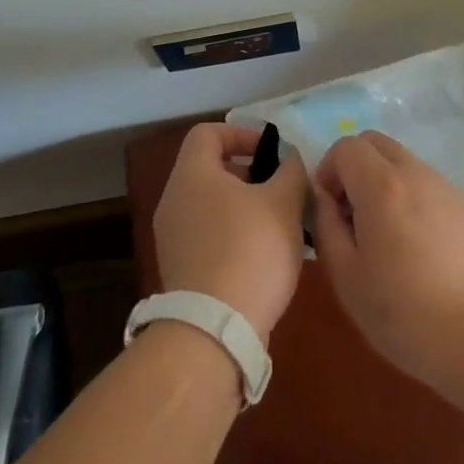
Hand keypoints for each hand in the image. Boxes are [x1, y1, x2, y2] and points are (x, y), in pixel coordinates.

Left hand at [153, 123, 308, 341]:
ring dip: (246, 207)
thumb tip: (290, 159)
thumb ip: (290, 171)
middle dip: (249, 174)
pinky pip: (209, 236)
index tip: (271, 151)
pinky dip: (235, 235)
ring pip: (212, 205)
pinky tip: (265, 256)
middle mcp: (174, 200)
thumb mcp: (284, 202)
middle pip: (210, 169)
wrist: (215, 330)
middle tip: (281, 189)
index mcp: (192, 174)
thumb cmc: (251, 250)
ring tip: (281, 224)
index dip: (241, 134)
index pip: (208, 133)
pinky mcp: (180, 270)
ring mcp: (173, 238)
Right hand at [313, 131, 463, 385]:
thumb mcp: (347, 278)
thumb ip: (326, 227)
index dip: (329, 171)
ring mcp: (447, 187)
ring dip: (384, 183)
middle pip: (376, 142)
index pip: (346, 146)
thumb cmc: (407, 314)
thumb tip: (325, 200)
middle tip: (353, 215)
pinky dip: (413, 199)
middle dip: (355, 167)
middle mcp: (415, 173)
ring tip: (388, 236)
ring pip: (404, 163)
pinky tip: (422, 250)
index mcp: (382, 186)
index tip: (330, 210)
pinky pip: (429, 186)